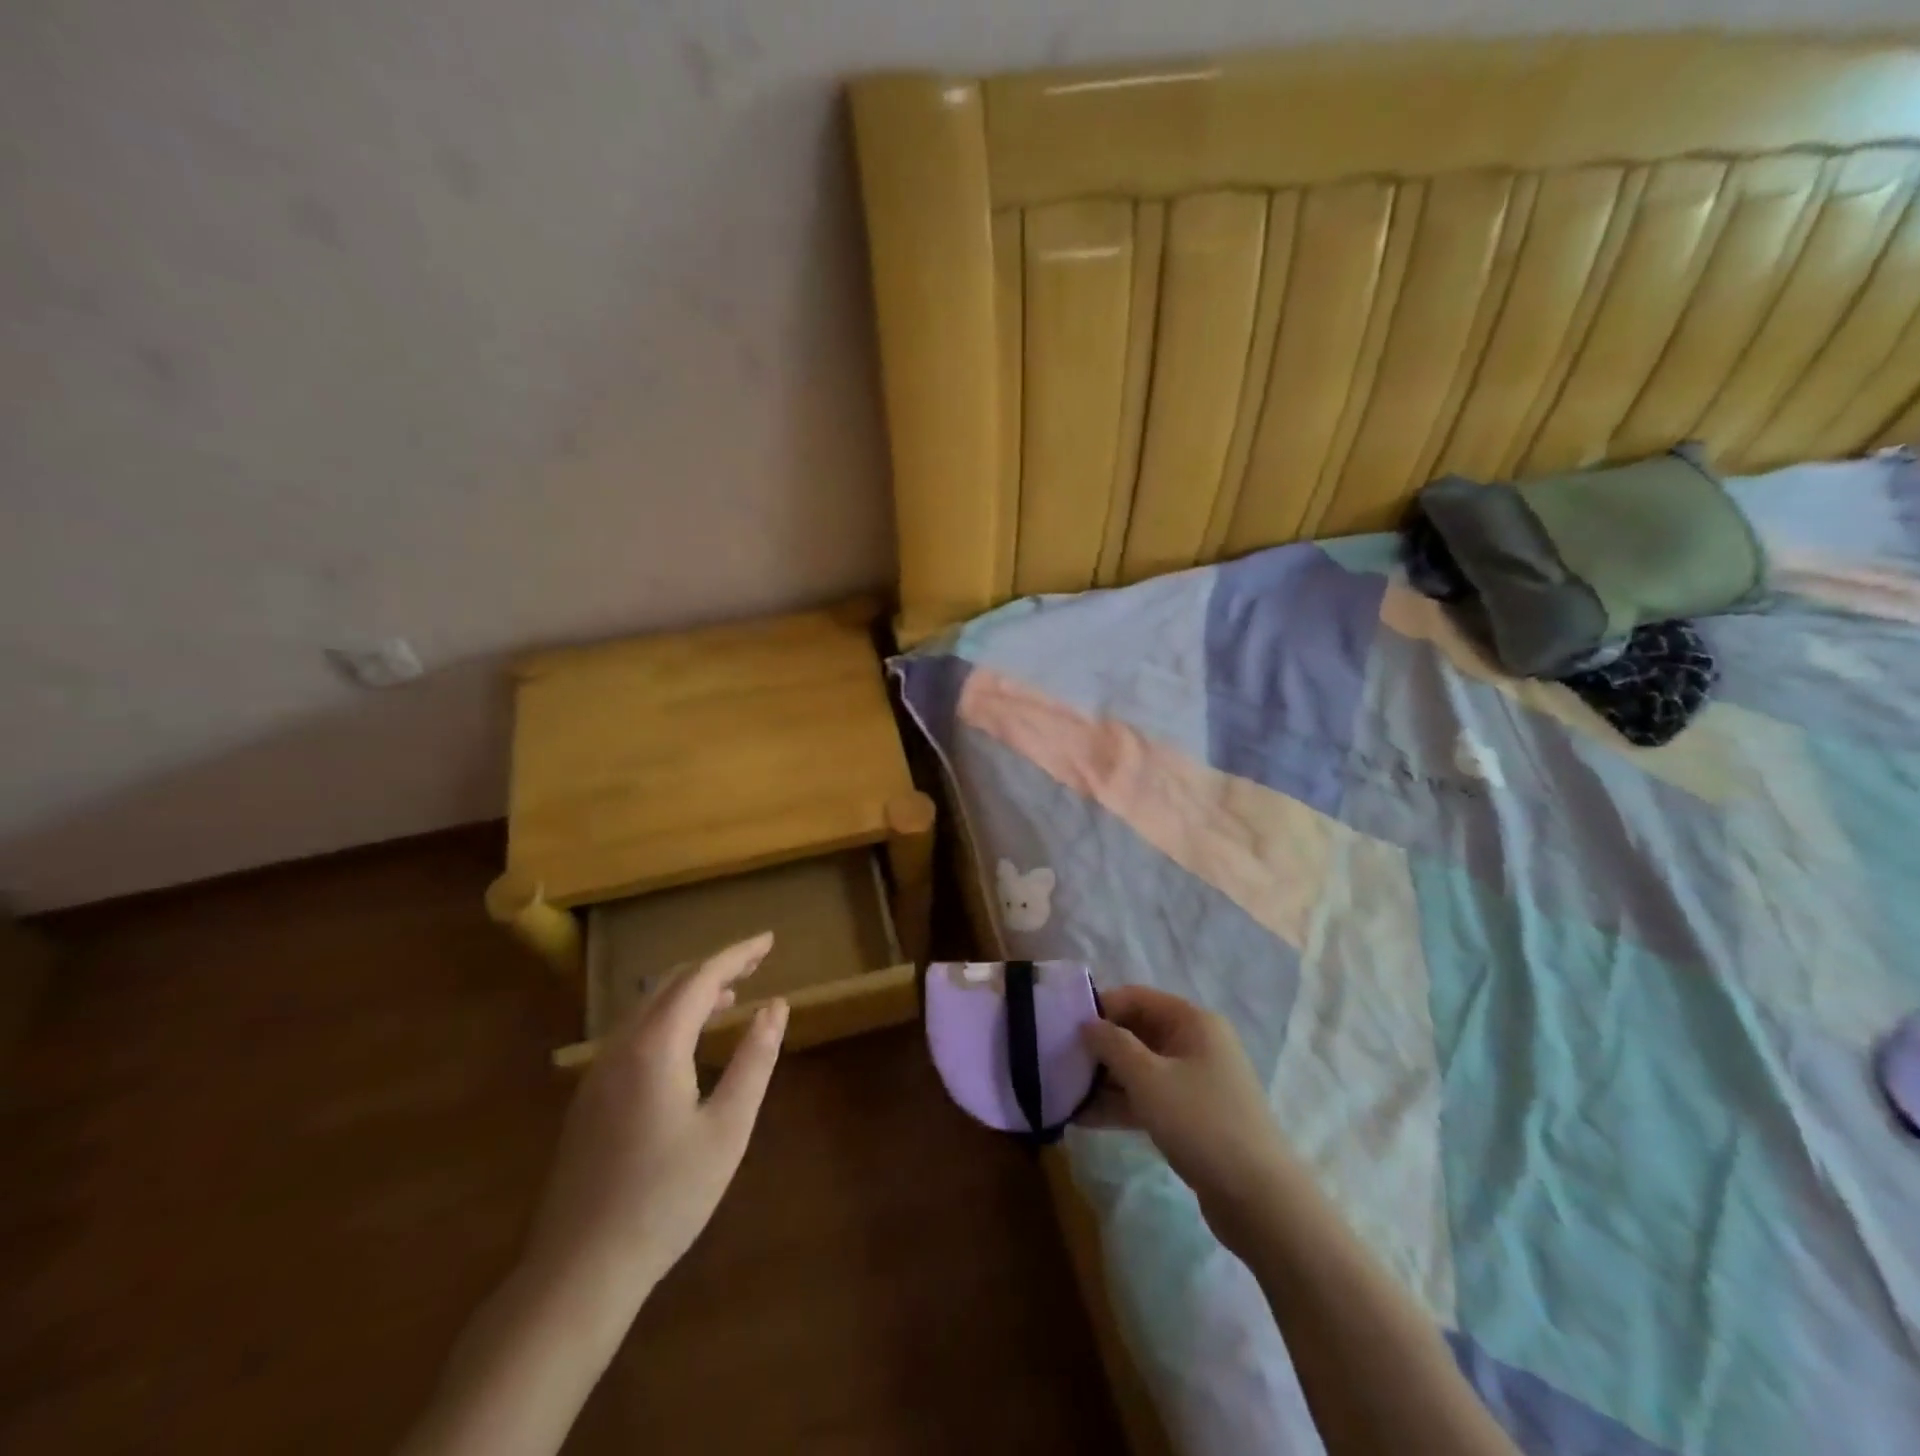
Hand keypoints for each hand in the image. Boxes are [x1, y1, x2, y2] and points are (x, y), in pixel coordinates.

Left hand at [520, 932, 788, 1313]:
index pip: (701, 978)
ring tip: (731, 996)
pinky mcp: (590, 1097)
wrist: (579, 1270)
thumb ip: (755, 1060)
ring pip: (647, 1007)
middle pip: (671, 985)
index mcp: (656, 1047)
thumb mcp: (727, 1129)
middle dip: (715, 967)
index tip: (769, 941)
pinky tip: (687, 1042)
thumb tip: (776, 1006)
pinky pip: (634, 1033)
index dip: (737, 955)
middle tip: (756, 963)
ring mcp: (599, 1072)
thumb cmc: (666, 1198)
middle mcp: (622, 1047)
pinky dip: (669, 1017)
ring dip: (690, 992)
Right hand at [1081, 986, 1292, 1239]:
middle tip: (1060, 1062)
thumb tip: (1087, 1024)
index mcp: (1192, 1022)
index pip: (1137, 998)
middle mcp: (1196, 1043)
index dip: (1100, 1008)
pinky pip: (1150, 1098)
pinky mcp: (1193, 1117)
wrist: (1259, 1199)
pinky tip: (1085, 1119)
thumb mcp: (1148, 1078)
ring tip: (1065, 1094)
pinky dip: (1121, 1105)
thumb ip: (1112, 1045)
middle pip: (1137, 1033)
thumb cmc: (1200, 1122)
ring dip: (1106, 1080)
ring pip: (1141, 1069)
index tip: (1064, 1027)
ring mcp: (1196, 1082)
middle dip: (1100, 1048)